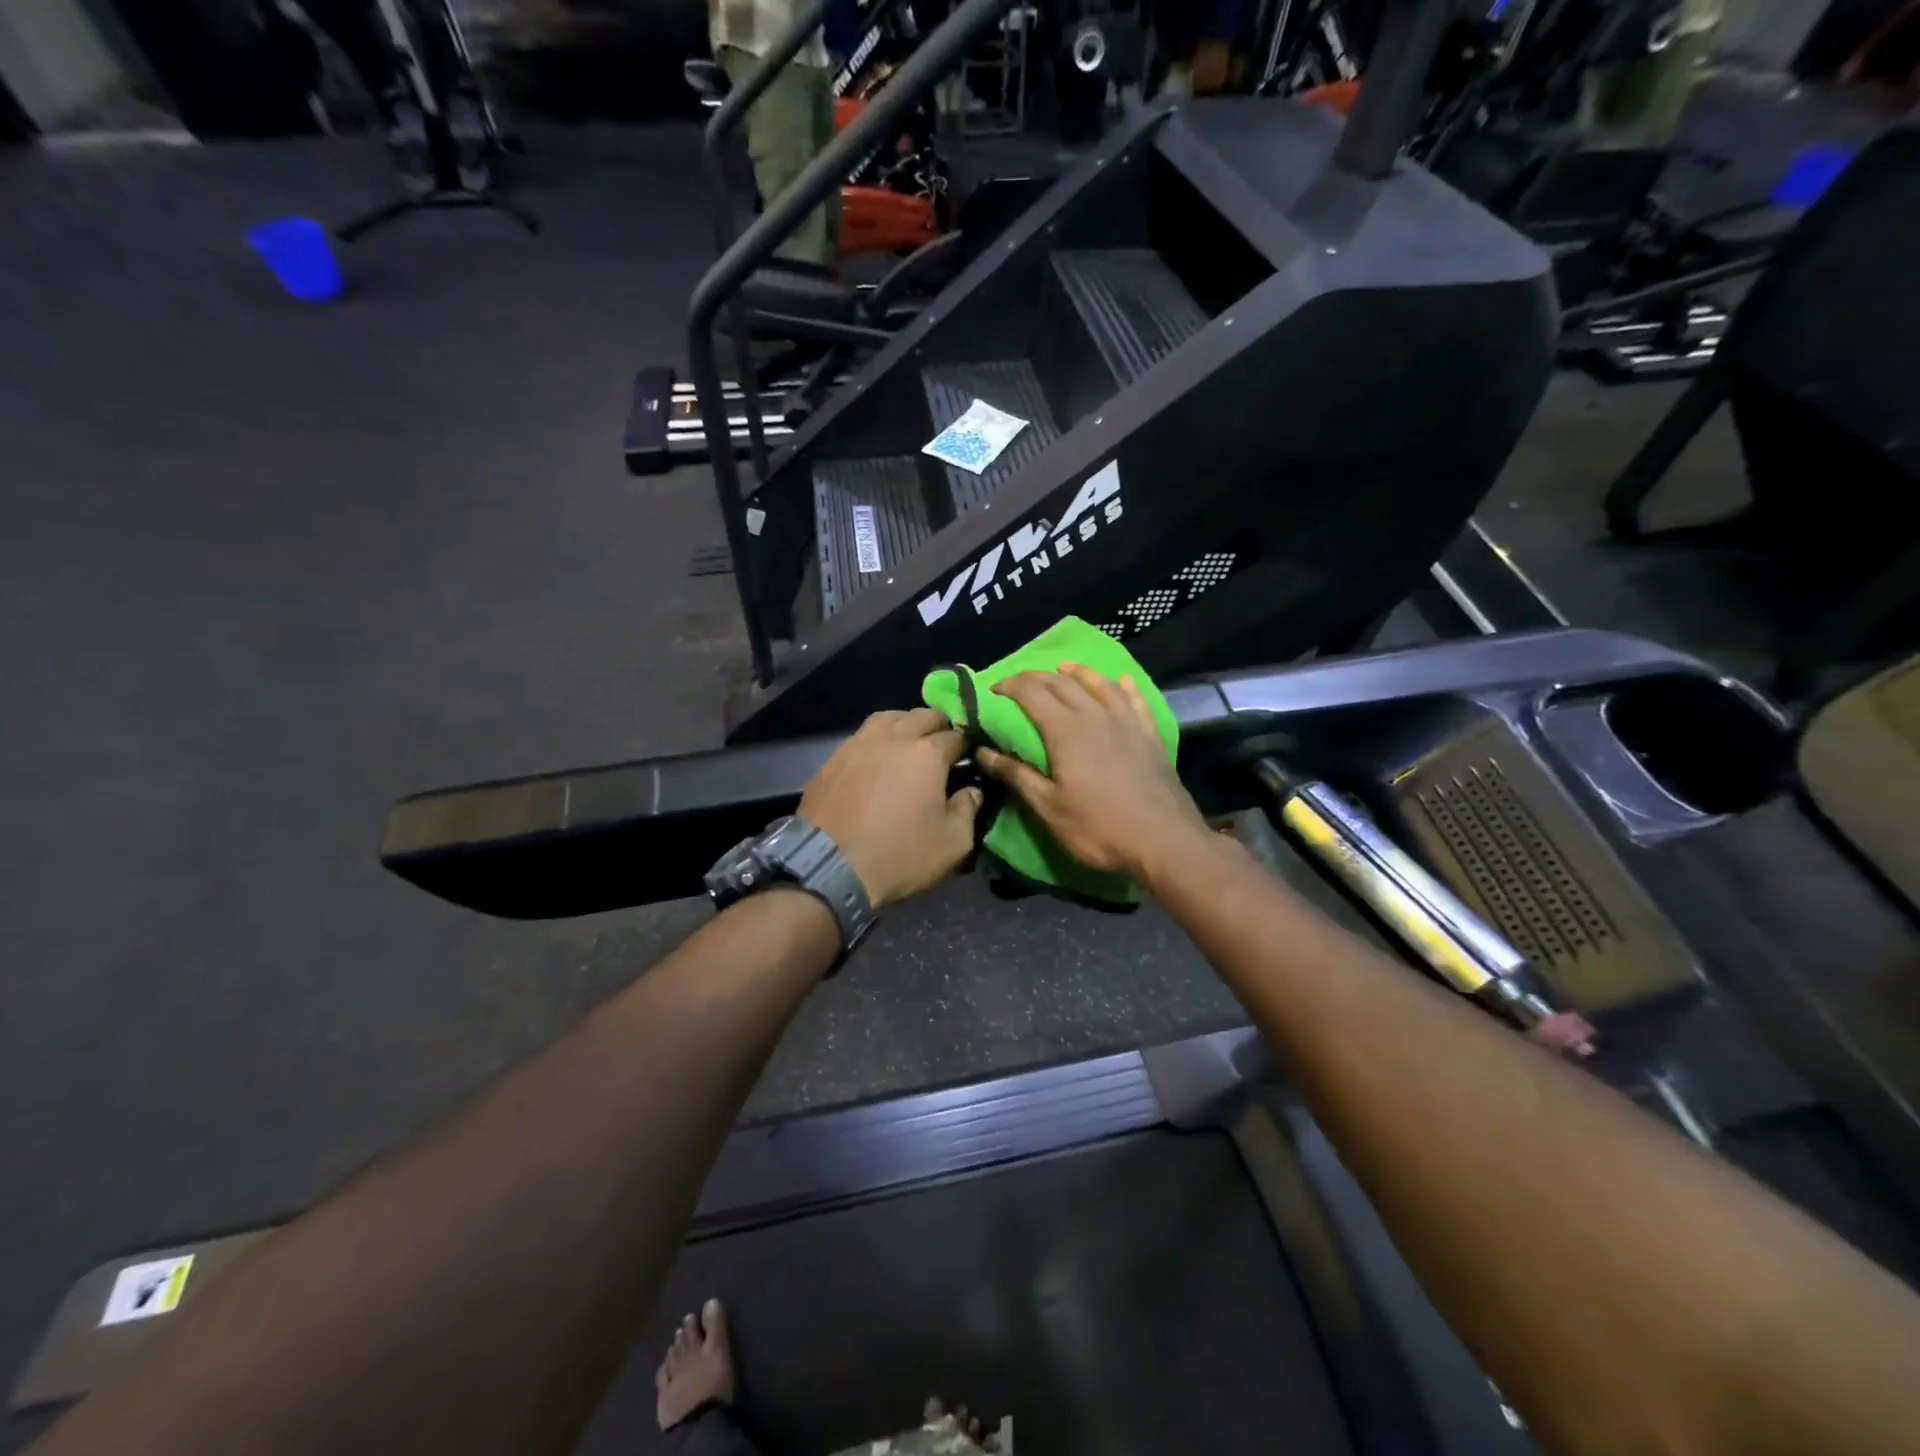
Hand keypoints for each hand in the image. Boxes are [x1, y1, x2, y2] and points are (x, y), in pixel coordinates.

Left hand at [798, 708, 982, 909]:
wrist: (829, 867)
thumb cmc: (899, 854)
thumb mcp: (953, 843)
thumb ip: (968, 810)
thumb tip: (971, 792)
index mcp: (927, 753)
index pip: (956, 736)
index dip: (966, 746)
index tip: (968, 760)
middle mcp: (893, 737)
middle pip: (923, 716)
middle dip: (938, 726)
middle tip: (942, 747)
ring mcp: (858, 743)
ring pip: (888, 718)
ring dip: (904, 724)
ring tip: (908, 742)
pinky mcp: (832, 758)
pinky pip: (860, 737)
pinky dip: (875, 741)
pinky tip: (875, 760)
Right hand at [976, 664, 1208, 882]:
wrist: (1163, 841)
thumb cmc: (1098, 828)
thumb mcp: (1048, 808)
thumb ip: (1016, 775)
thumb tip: (982, 751)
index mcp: (1065, 731)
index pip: (1031, 693)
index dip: (1009, 687)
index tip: (992, 691)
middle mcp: (1095, 716)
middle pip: (1062, 683)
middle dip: (1036, 677)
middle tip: (1018, 683)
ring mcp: (1127, 723)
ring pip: (1099, 684)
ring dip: (1078, 673)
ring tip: (1064, 668)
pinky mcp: (1150, 736)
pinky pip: (1136, 701)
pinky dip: (1125, 687)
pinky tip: (1122, 681)